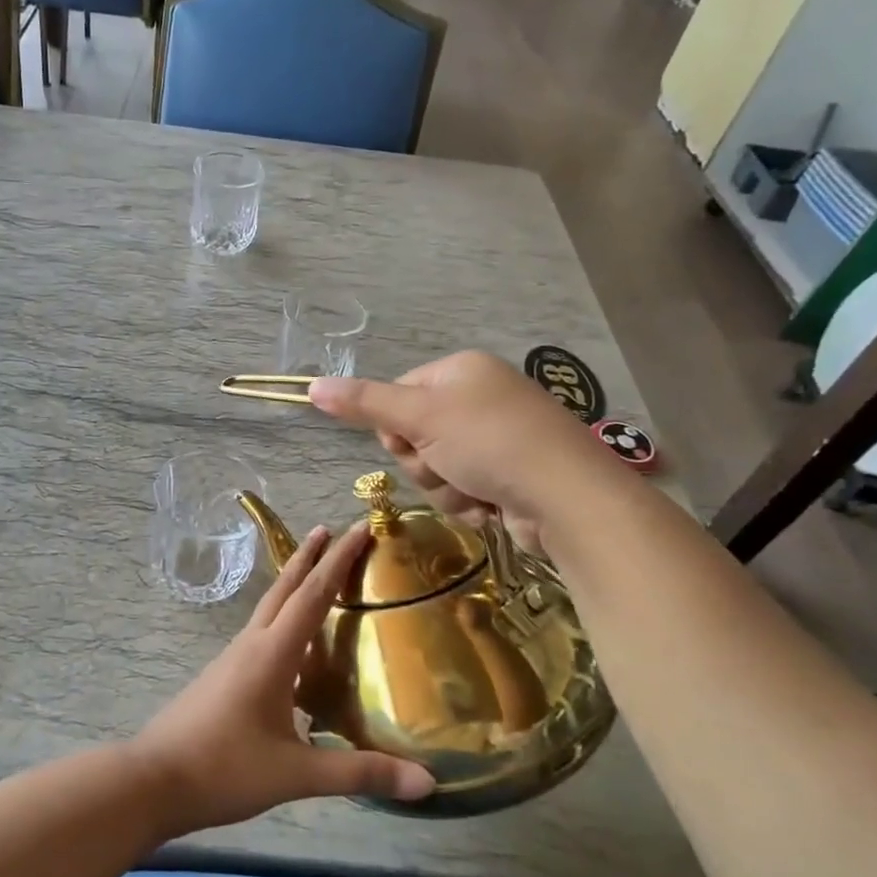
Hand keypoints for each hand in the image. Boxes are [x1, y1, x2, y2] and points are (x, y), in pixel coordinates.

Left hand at [131, 524, 433, 837]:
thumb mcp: (295, 774)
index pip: (314, 595)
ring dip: (294, 585)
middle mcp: (252, 644)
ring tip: (316, 574)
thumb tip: (427, 781)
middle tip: (330, 529)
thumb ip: (359, 772)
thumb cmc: (224, 769)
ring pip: (270, 608)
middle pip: (285, 588)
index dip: (339, 560)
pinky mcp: (224, 676)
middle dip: (309, 557)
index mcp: (272, 654)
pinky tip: (294, 645)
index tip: (360, 527)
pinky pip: (262, 634)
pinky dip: (283, 620)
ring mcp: (233, 659)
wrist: (153, 781)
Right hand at [308, 350, 620, 522]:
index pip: (397, 395)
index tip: (413, 439)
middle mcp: (478, 399)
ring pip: (435, 469)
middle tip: (447, 465)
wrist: (566, 497)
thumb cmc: (490, 443)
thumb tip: (310, 386)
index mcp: (460, 371)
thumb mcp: (420, 418)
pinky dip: (469, 502)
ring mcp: (496, 438)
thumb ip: (364, 403)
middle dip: (424, 462)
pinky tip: (491, 505)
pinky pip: (461, 489)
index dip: (396, 426)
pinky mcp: (507, 475)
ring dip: (446, 488)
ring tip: (475, 489)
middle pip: (414, 436)